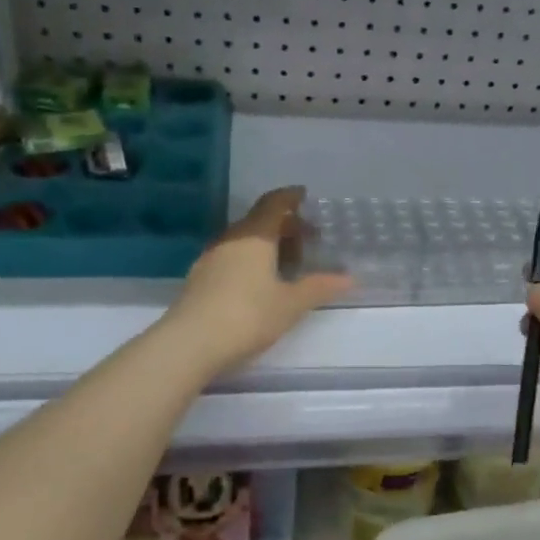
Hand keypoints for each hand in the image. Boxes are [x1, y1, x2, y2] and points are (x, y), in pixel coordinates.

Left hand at [166, 187, 351, 375]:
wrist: (189, 344)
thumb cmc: (247, 316)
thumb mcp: (290, 304)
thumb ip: (319, 287)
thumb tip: (350, 278)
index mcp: (255, 236)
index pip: (274, 203)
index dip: (291, 197)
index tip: (305, 196)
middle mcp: (231, 239)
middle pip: (259, 220)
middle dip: (284, 224)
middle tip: (307, 238)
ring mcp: (211, 258)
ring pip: (243, 240)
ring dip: (266, 244)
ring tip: (287, 263)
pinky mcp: (199, 279)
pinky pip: (231, 257)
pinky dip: (250, 259)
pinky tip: (260, 281)